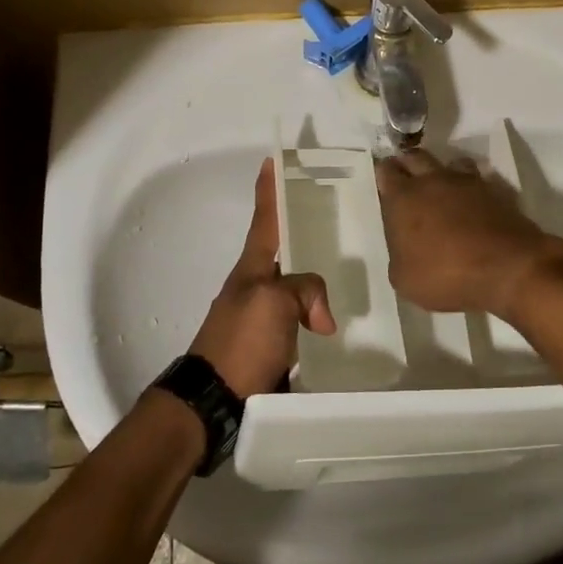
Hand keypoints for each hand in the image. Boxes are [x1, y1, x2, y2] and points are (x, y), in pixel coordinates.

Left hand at [189, 158, 337, 396]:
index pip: (264, 220)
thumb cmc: (241, 342)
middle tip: (333, 216)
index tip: (272, 160)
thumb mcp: (274, 303)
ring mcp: (264, 318)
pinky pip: (302, 320)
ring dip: (317, 278)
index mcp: (252, 269)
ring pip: (298, 287)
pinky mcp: (273, 346)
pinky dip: (318, 315)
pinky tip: (340, 323)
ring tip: (349, 270)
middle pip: (285, 251)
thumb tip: (321, 317)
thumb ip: (304, 290)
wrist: (214, 402)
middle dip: (303, 231)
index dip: (269, 190)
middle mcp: (257, 287)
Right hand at [375, 149, 562, 317]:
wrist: (507, 268)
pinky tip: (473, 201)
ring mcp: (467, 182)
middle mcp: (433, 181)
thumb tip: (405, 245)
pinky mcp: (495, 190)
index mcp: (403, 199)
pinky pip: (478, 178)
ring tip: (442, 187)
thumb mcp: (404, 279)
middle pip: (415, 157)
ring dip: (443, 171)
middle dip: (408, 163)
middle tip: (408, 178)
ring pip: (450, 162)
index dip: (385, 174)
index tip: (386, 183)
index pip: (386, 172)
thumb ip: (399, 254)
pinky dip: (472, 186)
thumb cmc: (447, 275)